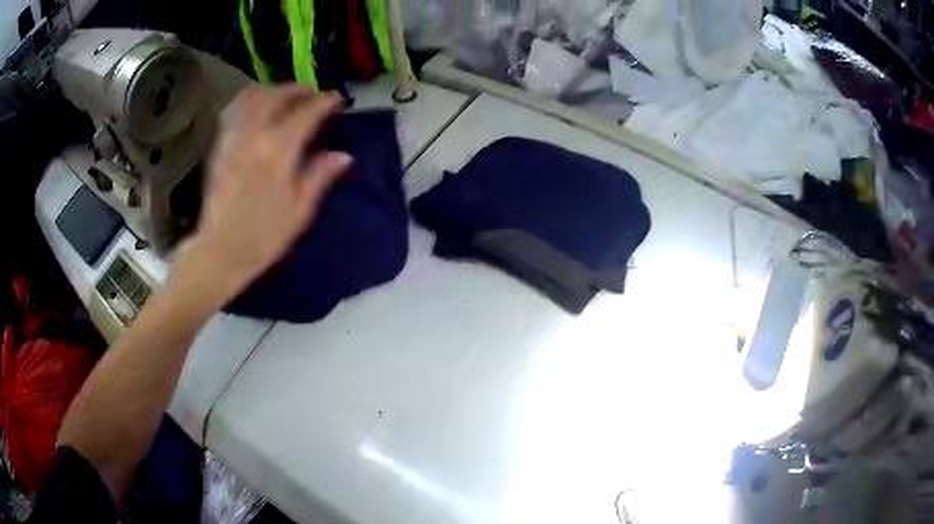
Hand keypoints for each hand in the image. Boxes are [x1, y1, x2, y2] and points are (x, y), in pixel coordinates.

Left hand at [175, 86, 351, 303]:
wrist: (218, 253)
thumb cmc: (262, 238)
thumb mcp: (299, 213)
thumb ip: (319, 177)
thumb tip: (343, 155)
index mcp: (279, 152)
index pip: (306, 114)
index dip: (324, 102)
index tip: (336, 100)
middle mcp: (255, 137)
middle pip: (277, 97)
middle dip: (297, 89)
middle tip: (312, 93)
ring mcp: (234, 140)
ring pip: (252, 99)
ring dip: (272, 91)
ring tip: (284, 96)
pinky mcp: (219, 148)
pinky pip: (234, 113)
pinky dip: (249, 103)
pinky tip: (256, 111)